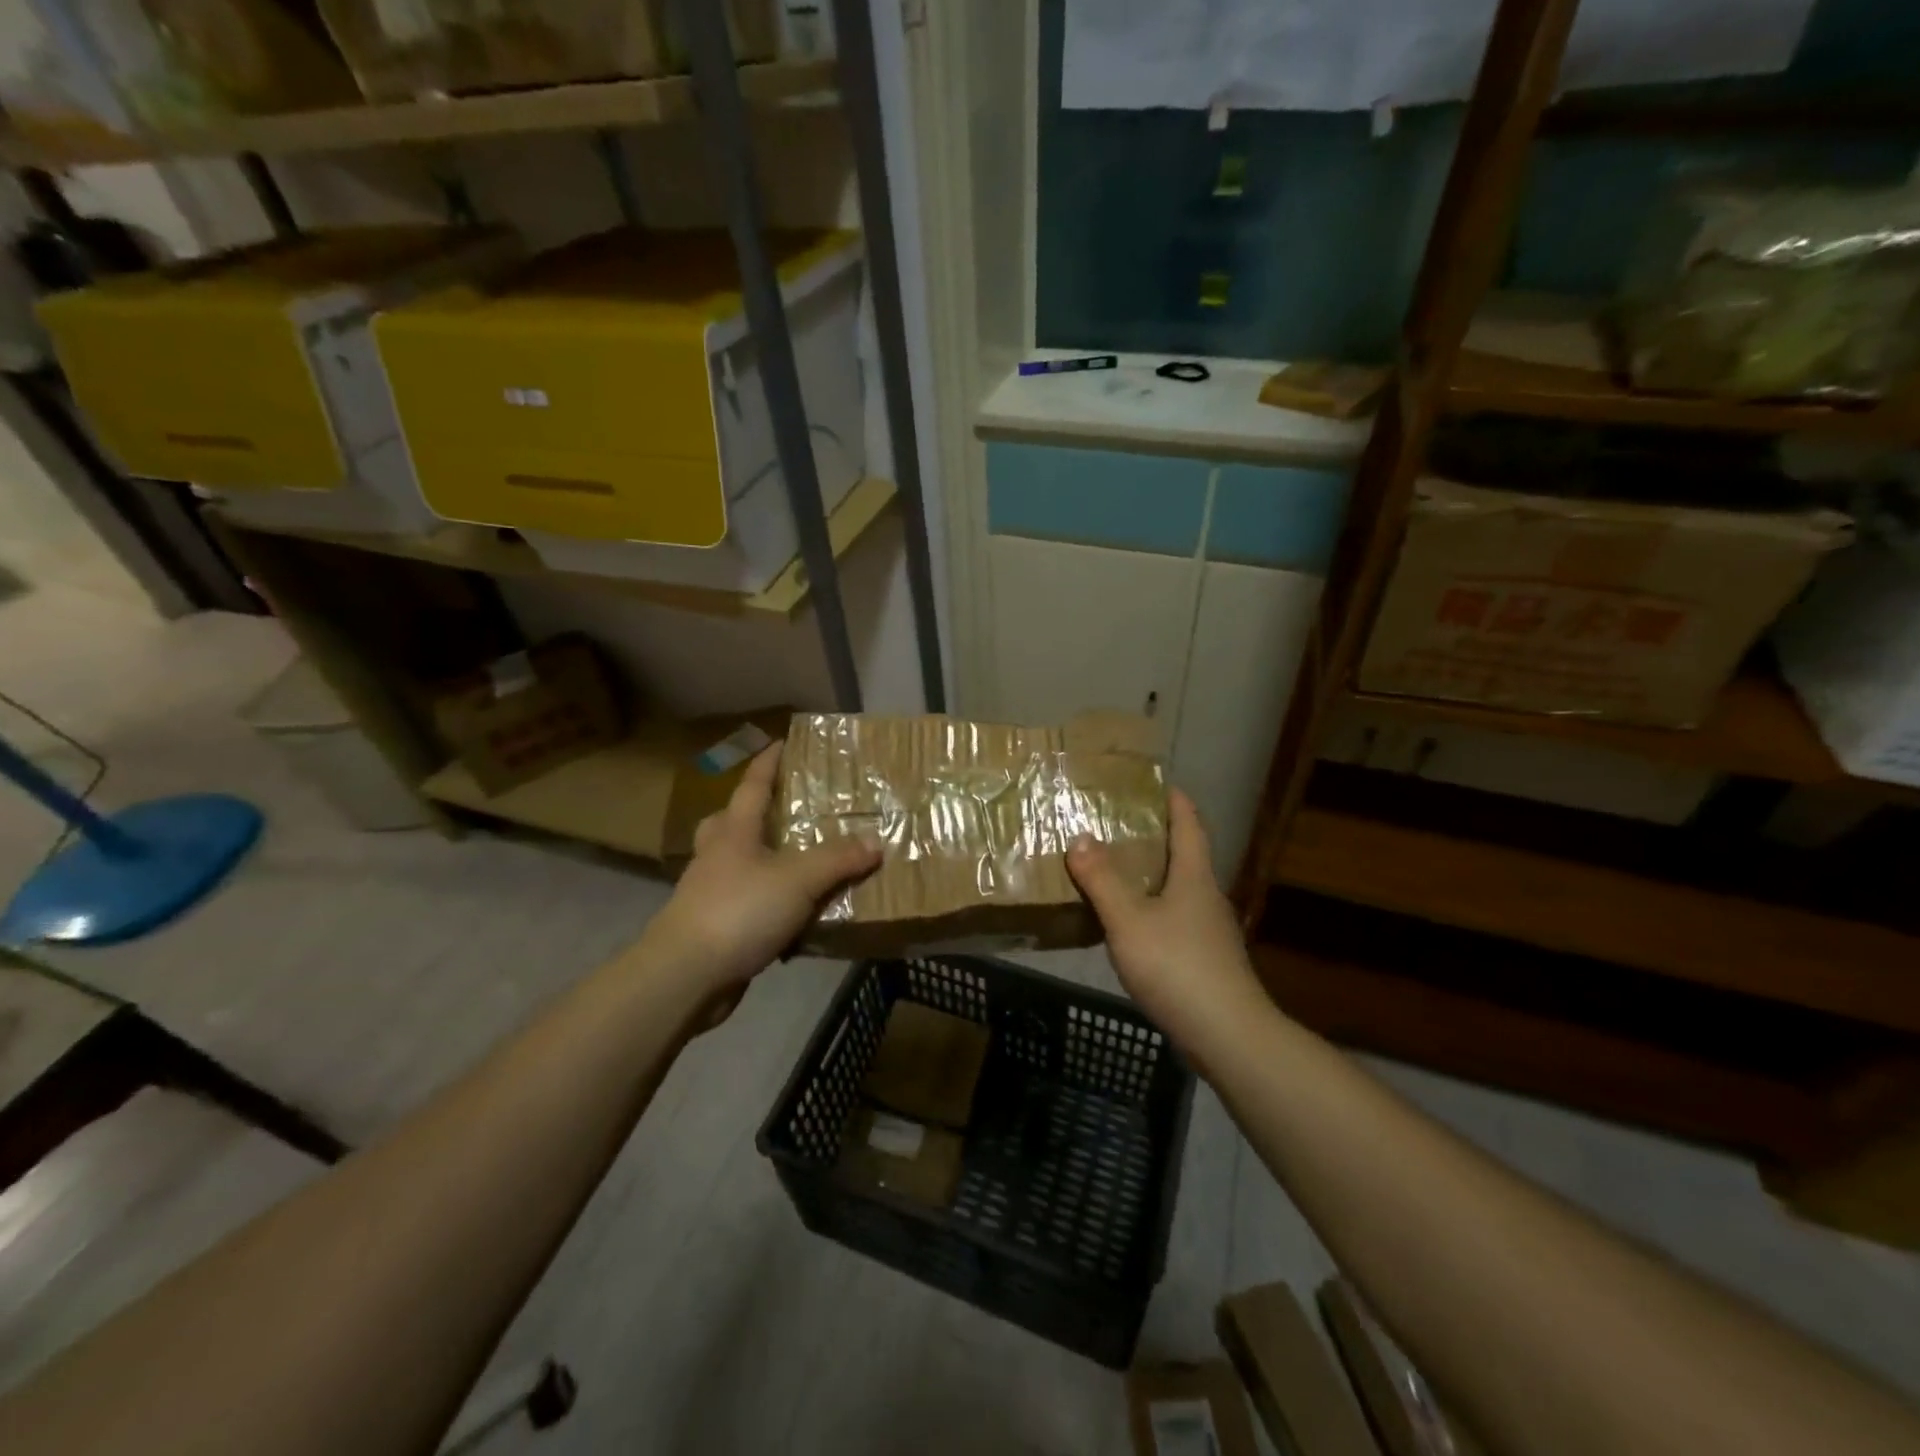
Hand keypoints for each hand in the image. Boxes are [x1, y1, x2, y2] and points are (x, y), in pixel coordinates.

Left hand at [641, 745, 879, 998]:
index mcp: (734, 833)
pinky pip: (744, 903)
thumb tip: (875, 842)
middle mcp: (717, 856)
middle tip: (781, 811)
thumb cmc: (740, 910)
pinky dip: (765, 902)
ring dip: (759, 859)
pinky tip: (791, 915)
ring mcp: (709, 893)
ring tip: (795, 862)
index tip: (780, 741)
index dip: (768, 763)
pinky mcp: (713, 928)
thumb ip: (838, 860)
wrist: (686, 974)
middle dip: (750, 812)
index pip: (752, 786)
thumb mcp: (799, 880)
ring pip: (734, 864)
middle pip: (728, 823)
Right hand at [1067, 789, 1268, 1055]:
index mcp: (1194, 876)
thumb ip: (1102, 880)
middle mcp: (1206, 896)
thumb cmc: (1177, 967)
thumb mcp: (1129, 920)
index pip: (1189, 824)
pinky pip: (1174, 919)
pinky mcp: (1204, 959)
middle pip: (1184, 855)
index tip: (1153, 783)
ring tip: (1114, 869)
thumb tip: (1080, 837)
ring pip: (1178, 889)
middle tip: (1116, 824)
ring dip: (1151, 874)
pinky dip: (1151, 908)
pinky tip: (1128, 923)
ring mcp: (1208, 930)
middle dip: (1155, 836)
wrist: (1226, 1035)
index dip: (1174, 800)